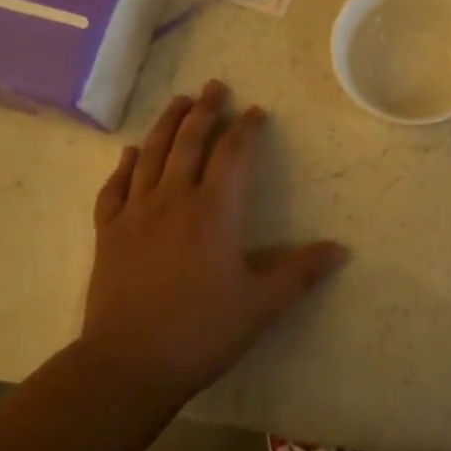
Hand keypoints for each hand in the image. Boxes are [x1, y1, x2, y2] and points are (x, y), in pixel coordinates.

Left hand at [80, 80, 347, 400]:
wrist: (128, 364)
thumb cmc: (201, 330)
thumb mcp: (261, 304)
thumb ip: (301, 272)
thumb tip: (342, 249)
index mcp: (214, 210)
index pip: (233, 153)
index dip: (246, 128)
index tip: (255, 111)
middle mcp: (173, 199)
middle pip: (189, 141)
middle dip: (204, 110)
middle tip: (214, 86)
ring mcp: (136, 213)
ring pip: (151, 154)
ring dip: (166, 124)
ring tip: (178, 101)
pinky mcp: (108, 233)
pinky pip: (115, 188)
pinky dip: (124, 165)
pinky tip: (130, 153)